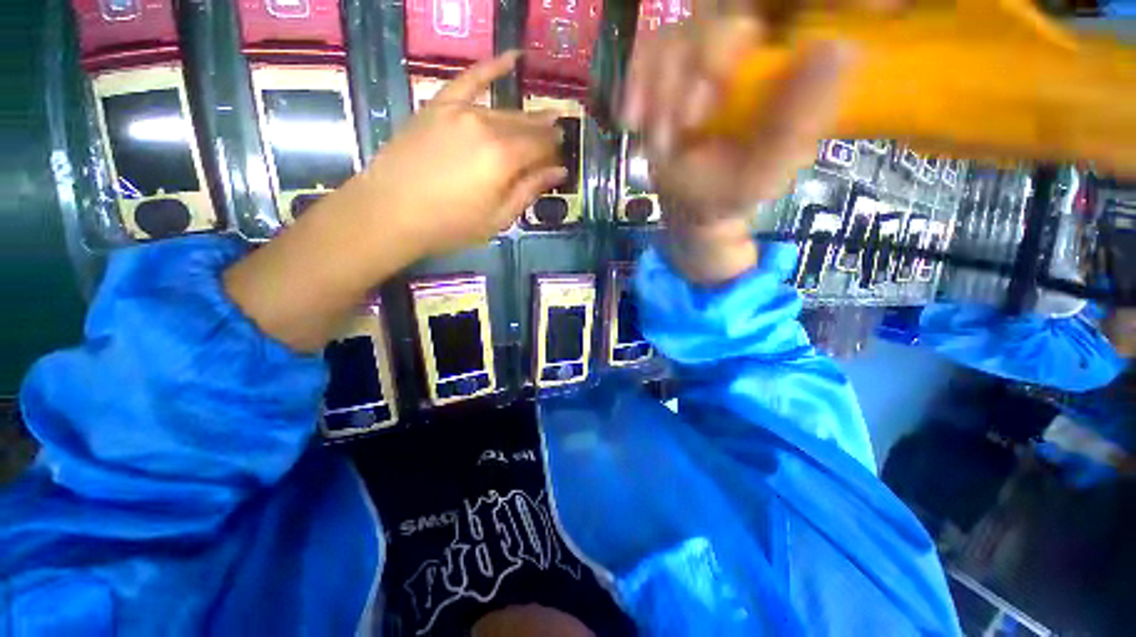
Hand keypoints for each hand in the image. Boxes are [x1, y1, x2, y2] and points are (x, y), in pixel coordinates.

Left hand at [361, 51, 565, 257]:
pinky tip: (513, 58)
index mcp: (504, 158)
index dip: (554, 152)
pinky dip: (492, 67)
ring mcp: (461, 111)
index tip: (560, 159)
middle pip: (526, 125)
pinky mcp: (439, 105)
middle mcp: (487, 127)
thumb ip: (529, 190)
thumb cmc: (450, 225)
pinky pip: (470, 79)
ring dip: (526, 117)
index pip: (541, 146)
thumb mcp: (498, 218)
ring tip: (541, 119)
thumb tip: (560, 171)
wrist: (390, 212)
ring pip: (504, 110)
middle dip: (544, 133)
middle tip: (556, 138)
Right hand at [621, 8, 868, 282]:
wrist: (690, 206)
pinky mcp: (663, 72)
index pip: (776, 11)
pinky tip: (632, 120)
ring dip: (660, 90)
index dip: (736, 36)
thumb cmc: (733, 191)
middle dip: (693, 69)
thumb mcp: (769, 168)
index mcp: (781, 65)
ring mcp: (699, 57)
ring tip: (662, 142)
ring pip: (675, 35)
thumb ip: (800, 121)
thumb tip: (840, 48)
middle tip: (688, 123)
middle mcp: (743, 50)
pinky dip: (633, 85)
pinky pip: (644, 56)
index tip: (724, 75)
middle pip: (714, 16)